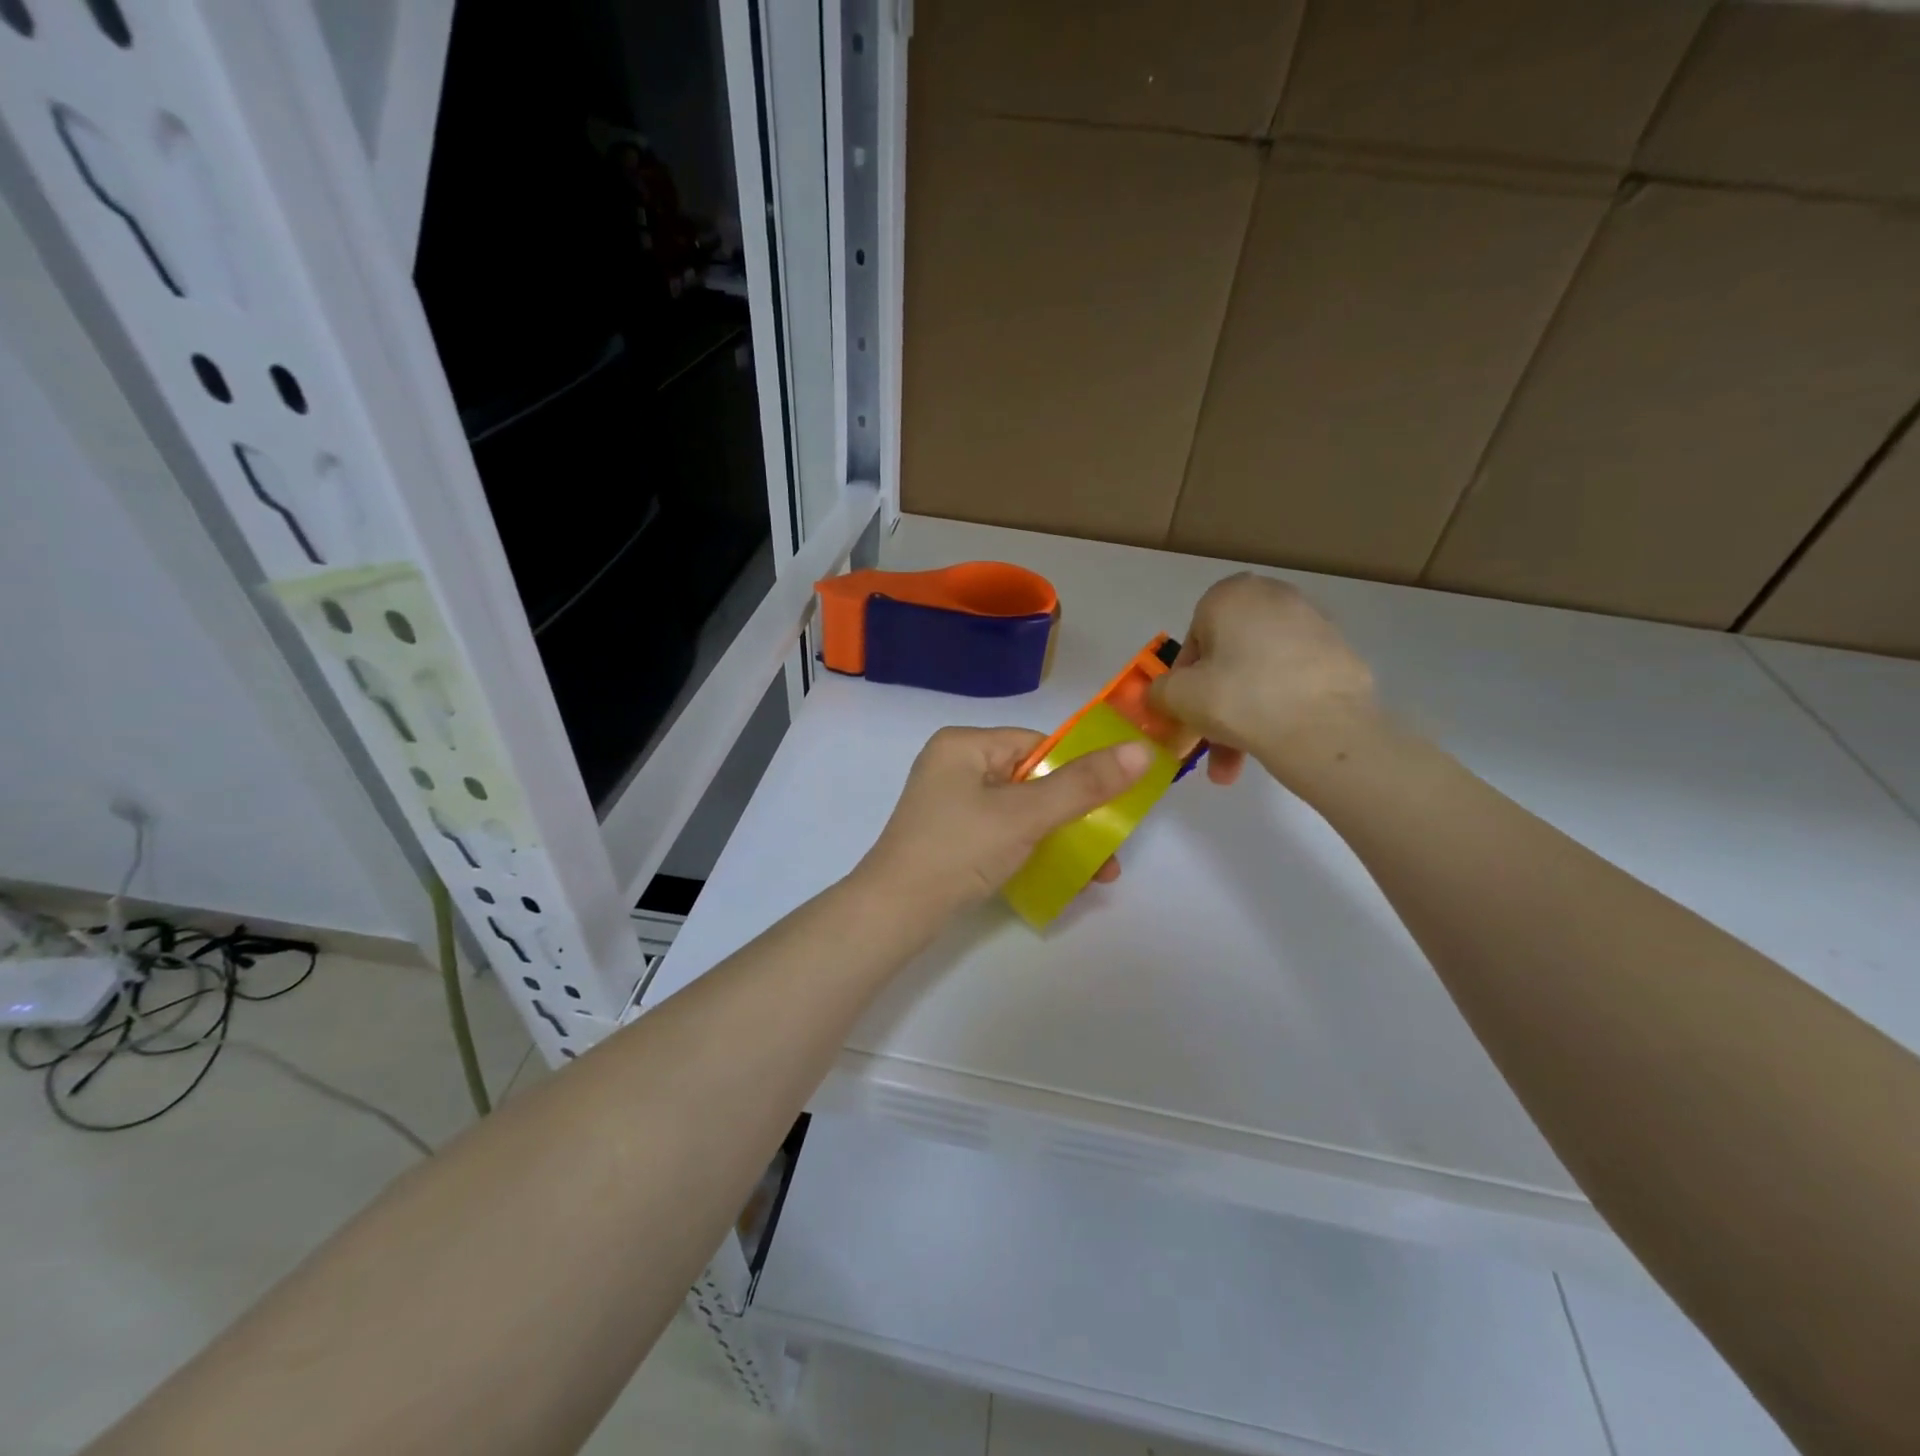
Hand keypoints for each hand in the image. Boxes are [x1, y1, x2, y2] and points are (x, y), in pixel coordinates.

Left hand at [854, 727, 1151, 917]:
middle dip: (1076, 815)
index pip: (1036, 744)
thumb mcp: (1025, 815)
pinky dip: (1034, 851)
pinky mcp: (951, 837)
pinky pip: (1003, 833)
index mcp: (964, 746)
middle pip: (1032, 780)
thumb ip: (1083, 784)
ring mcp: (950, 804)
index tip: (1113, 803)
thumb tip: (1141, 750)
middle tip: (1111, 846)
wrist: (894, 913)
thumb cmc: (958, 850)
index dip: (1077, 771)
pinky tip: (1066, 878)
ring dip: (1062, 838)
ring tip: (1100, 874)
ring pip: (1021, 811)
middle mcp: (954, 767)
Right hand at [1149, 573, 1375, 786]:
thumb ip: (1160, 690)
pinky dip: (1278, 709)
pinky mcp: (1341, 656)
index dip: (1184, 679)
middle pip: (1229, 658)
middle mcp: (1275, 597)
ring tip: (1236, 767)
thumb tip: (1162, 694)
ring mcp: (1314, 625)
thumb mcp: (1178, 696)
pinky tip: (1273, 746)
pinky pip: (1293, 682)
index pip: (1194, 637)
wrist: (1325, 728)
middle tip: (1208, 743)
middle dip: (1215, 705)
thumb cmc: (1238, 698)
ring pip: (1260, 675)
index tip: (1187, 710)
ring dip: (1243, 717)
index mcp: (1232, 594)